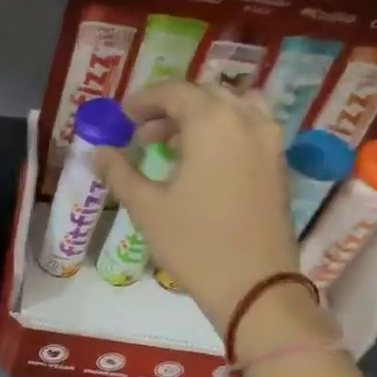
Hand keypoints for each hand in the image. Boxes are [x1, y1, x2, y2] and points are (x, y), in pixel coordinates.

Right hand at [93, 83, 323, 345]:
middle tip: (142, 132)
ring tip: (173, 145)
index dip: (145, 100)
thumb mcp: (147, 208)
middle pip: (206, 94)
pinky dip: (222, 131)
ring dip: (200, 117)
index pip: (176, 92)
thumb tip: (97, 152)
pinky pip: (249, 128)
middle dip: (171, 107)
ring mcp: (269, 141)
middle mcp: (246, 120)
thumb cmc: (194, 244)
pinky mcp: (278, 163)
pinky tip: (201, 163)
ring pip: (232, 107)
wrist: (254, 284)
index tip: (123, 116)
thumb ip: (120, 173)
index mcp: (213, 124)